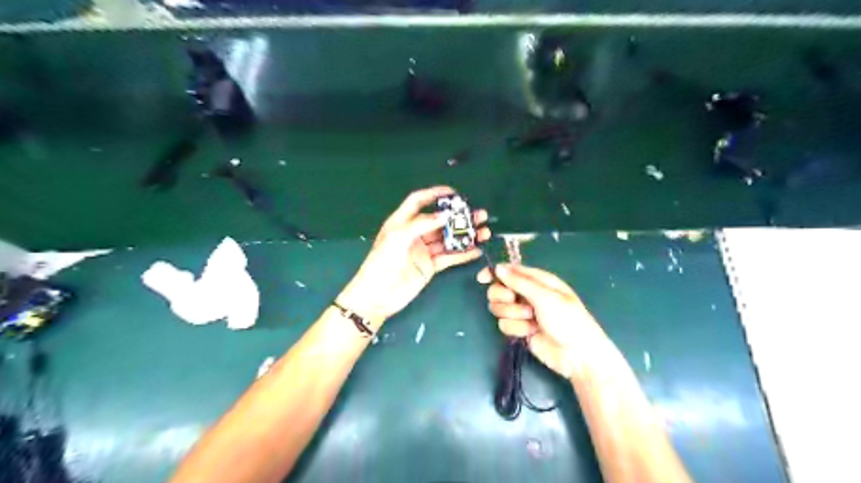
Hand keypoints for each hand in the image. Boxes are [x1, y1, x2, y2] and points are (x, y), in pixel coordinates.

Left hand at [342, 187, 490, 326]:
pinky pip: (449, 257)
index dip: (434, 194)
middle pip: (439, 221)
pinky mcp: (430, 267)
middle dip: (459, 217)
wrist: (377, 296)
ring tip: (484, 232)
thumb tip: (445, 215)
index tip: (453, 193)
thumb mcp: (397, 238)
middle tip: (479, 214)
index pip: (418, 202)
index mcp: (402, 222)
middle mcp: (414, 234)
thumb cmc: (381, 263)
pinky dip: (463, 254)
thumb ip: (421, 224)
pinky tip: (477, 249)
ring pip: (448, 239)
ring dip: (466, 235)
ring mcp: (423, 251)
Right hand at [478, 264, 604, 381]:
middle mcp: (527, 295)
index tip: (481, 279)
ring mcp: (523, 313)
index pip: (510, 271)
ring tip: (530, 320)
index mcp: (537, 281)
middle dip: (504, 297)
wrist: (576, 355)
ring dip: (513, 314)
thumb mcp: (545, 297)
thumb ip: (519, 282)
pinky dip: (516, 329)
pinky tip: (530, 333)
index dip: (494, 273)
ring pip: (499, 308)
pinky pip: (504, 324)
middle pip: (499, 289)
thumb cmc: (567, 320)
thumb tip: (498, 267)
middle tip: (515, 302)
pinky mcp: (519, 330)